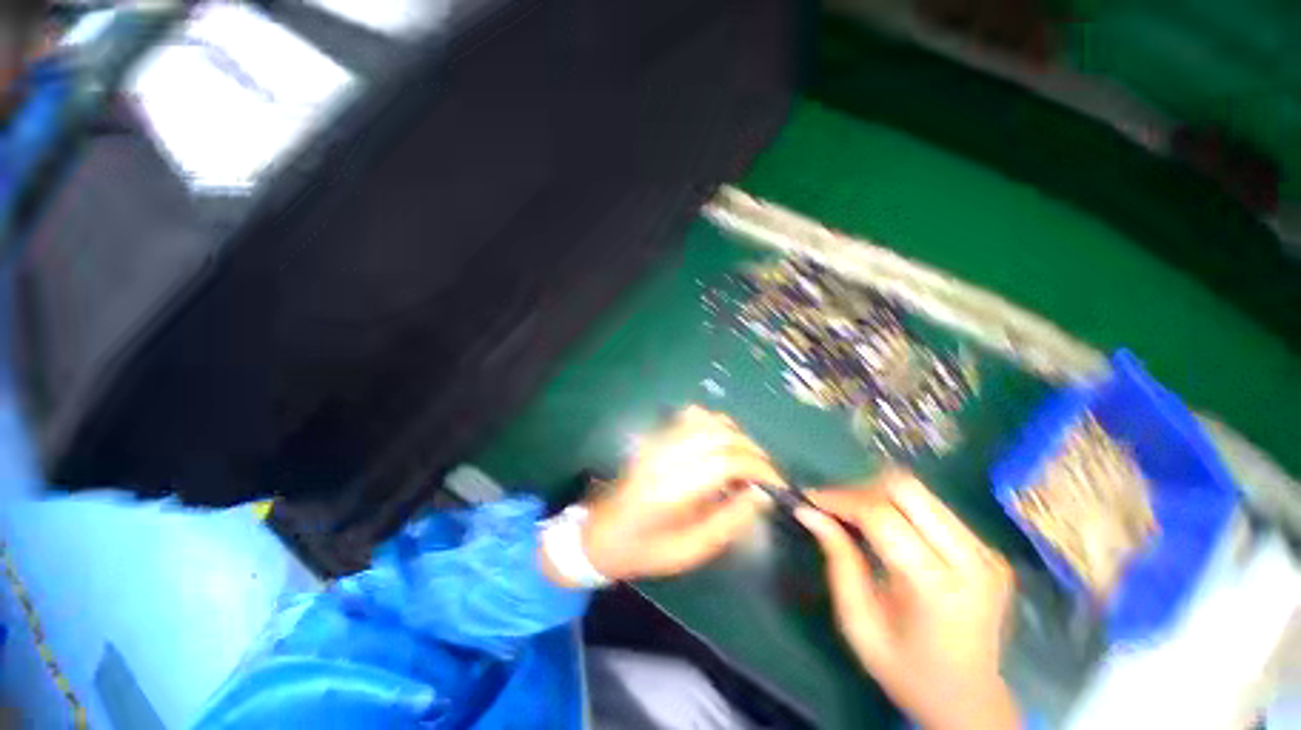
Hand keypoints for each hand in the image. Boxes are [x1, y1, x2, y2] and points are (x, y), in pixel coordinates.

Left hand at [578, 406, 781, 581]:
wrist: (601, 533)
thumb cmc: (645, 551)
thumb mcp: (690, 551)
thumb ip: (728, 521)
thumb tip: (761, 495)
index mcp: (670, 490)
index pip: (724, 461)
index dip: (758, 467)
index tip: (777, 484)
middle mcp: (664, 456)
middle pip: (719, 435)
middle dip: (752, 451)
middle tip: (766, 474)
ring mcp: (657, 442)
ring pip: (707, 420)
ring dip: (735, 435)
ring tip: (747, 461)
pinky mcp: (655, 437)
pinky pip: (691, 417)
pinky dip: (715, 425)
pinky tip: (721, 446)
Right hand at [798, 474, 1019, 729]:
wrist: (970, 701)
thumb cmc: (906, 671)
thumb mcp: (858, 623)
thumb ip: (837, 560)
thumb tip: (808, 512)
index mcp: (936, 587)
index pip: (881, 516)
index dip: (840, 499)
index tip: (810, 500)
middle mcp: (971, 561)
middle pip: (906, 488)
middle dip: (860, 489)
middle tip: (835, 508)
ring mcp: (987, 553)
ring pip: (920, 492)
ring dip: (879, 495)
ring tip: (854, 515)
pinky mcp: (990, 551)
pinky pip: (935, 508)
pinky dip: (900, 508)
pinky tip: (886, 529)